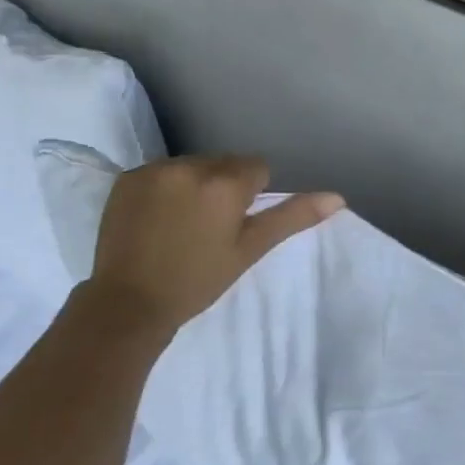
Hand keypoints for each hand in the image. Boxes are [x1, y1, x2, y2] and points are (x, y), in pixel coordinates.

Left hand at [85, 155, 343, 334]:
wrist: (130, 302)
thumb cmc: (197, 282)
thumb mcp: (249, 251)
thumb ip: (291, 218)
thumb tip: (338, 197)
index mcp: (225, 183)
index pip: (255, 167)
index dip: (249, 196)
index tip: (234, 225)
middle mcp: (190, 166)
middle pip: (221, 162)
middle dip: (222, 186)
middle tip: (209, 227)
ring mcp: (154, 169)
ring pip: (190, 165)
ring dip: (193, 184)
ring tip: (180, 223)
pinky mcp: (127, 177)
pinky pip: (159, 172)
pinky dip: (163, 188)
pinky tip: (155, 219)